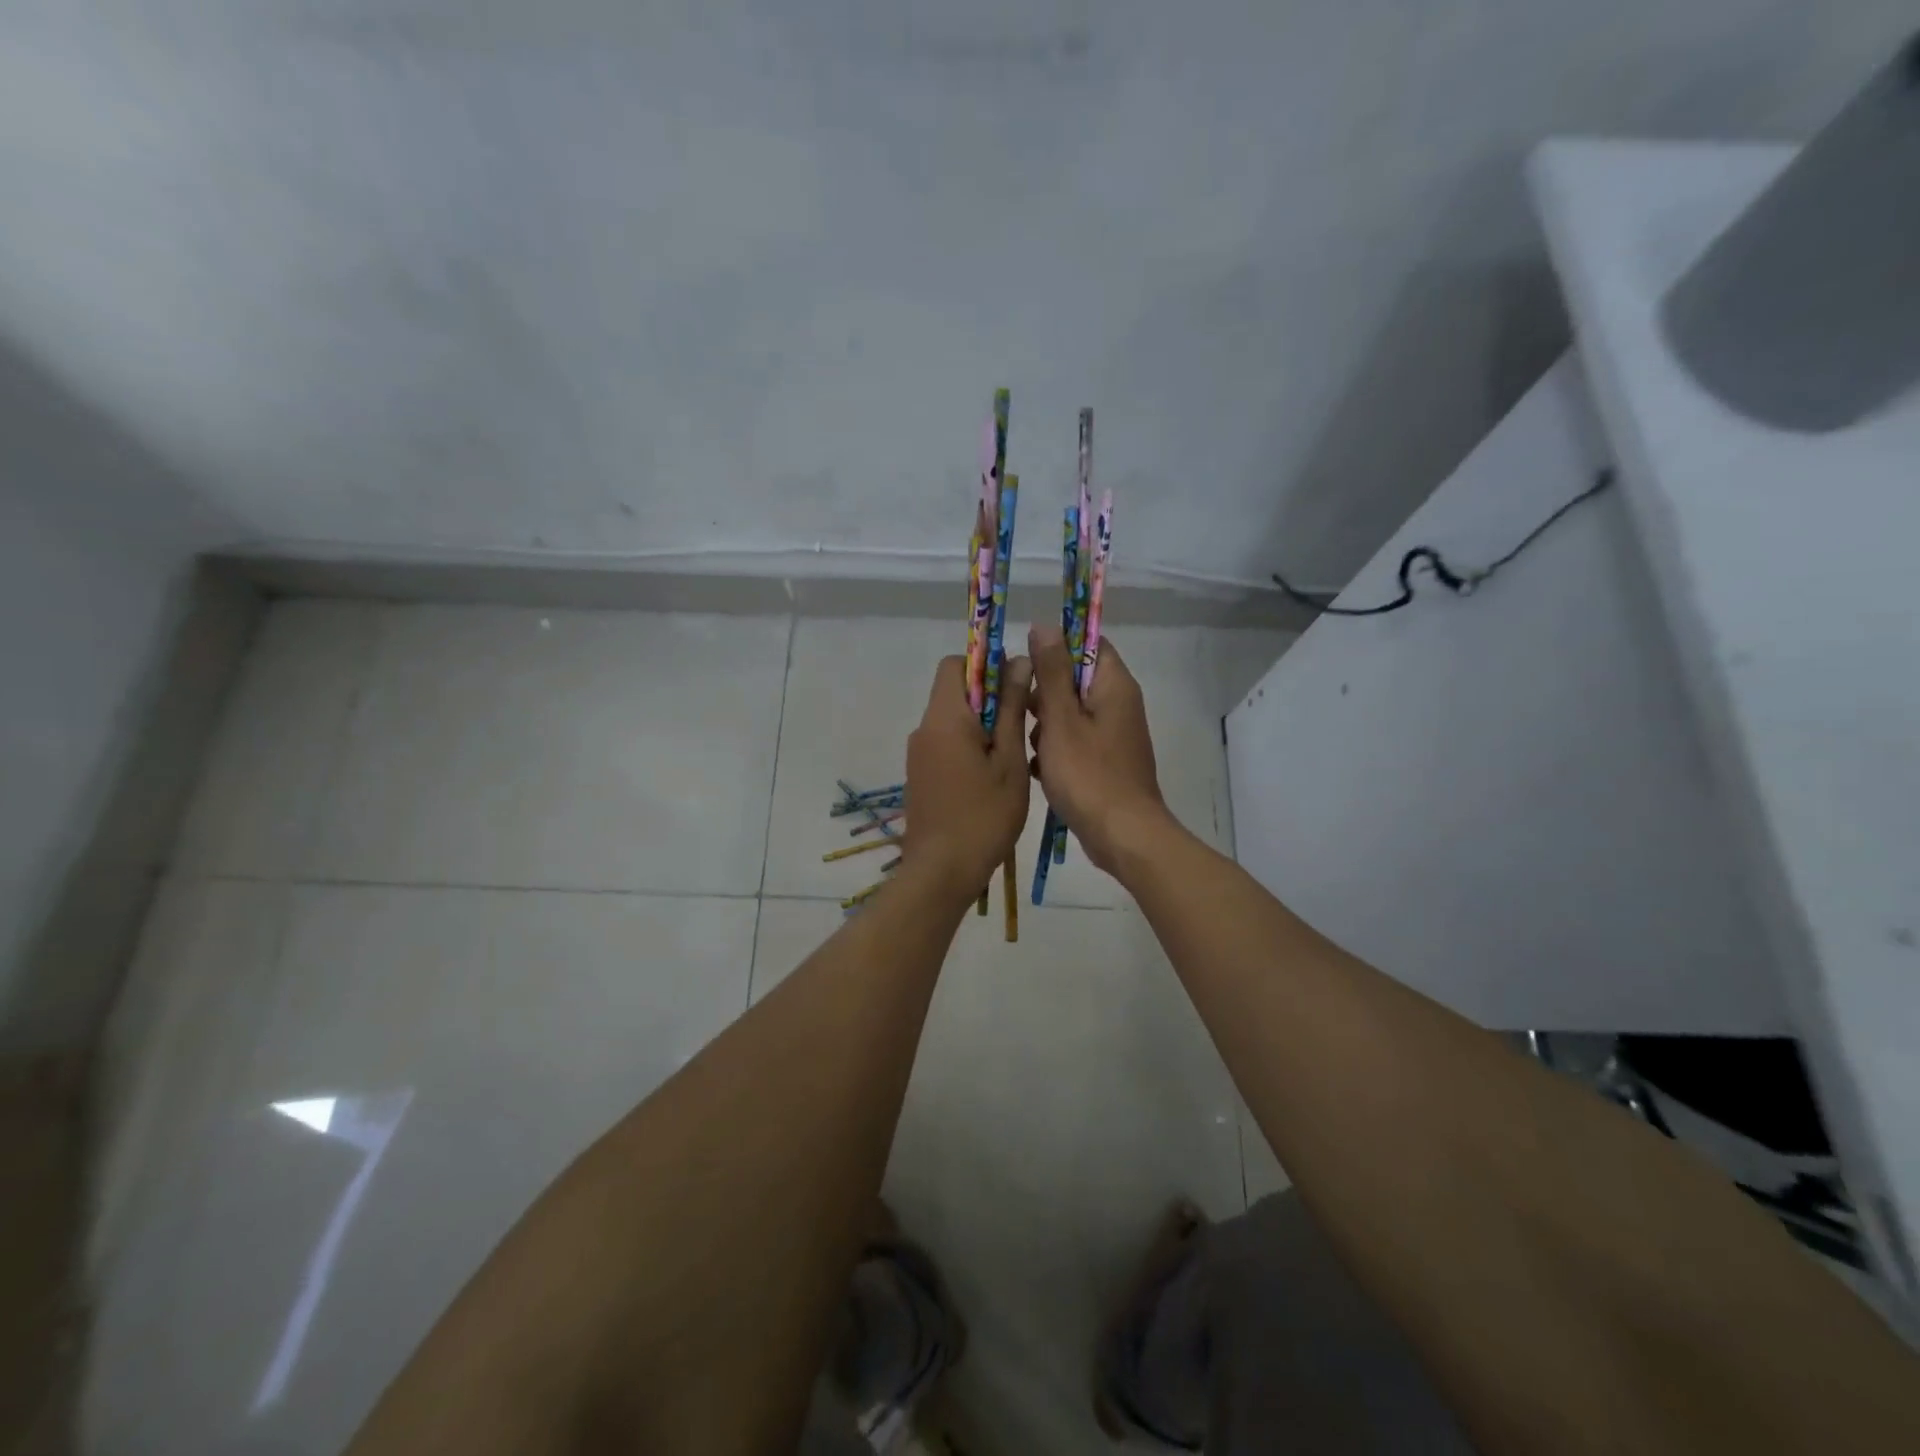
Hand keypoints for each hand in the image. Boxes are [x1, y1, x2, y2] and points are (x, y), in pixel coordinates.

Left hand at [904, 655, 1031, 903]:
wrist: (941, 872)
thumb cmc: (984, 815)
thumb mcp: (1009, 760)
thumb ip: (1011, 709)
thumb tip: (1018, 662)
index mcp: (944, 718)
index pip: (955, 664)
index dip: (986, 665)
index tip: (1016, 686)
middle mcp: (924, 729)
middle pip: (953, 691)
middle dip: (989, 697)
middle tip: (1021, 725)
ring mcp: (918, 754)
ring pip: (951, 720)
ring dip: (981, 724)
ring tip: (1011, 756)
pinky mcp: (919, 776)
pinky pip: (945, 744)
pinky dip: (968, 746)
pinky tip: (991, 777)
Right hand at [1026, 626, 1169, 874]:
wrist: (1122, 835)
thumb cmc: (1088, 774)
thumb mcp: (1061, 719)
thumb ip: (1051, 672)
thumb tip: (1045, 625)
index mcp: (1114, 685)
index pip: (1088, 644)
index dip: (1056, 647)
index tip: (1027, 665)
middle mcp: (1119, 704)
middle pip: (1075, 679)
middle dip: (1044, 694)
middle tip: (1023, 713)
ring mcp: (1114, 734)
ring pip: (1071, 713)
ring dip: (1046, 725)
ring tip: (1031, 746)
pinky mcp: (1107, 761)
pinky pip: (1076, 741)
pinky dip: (1056, 749)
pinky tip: (1039, 769)